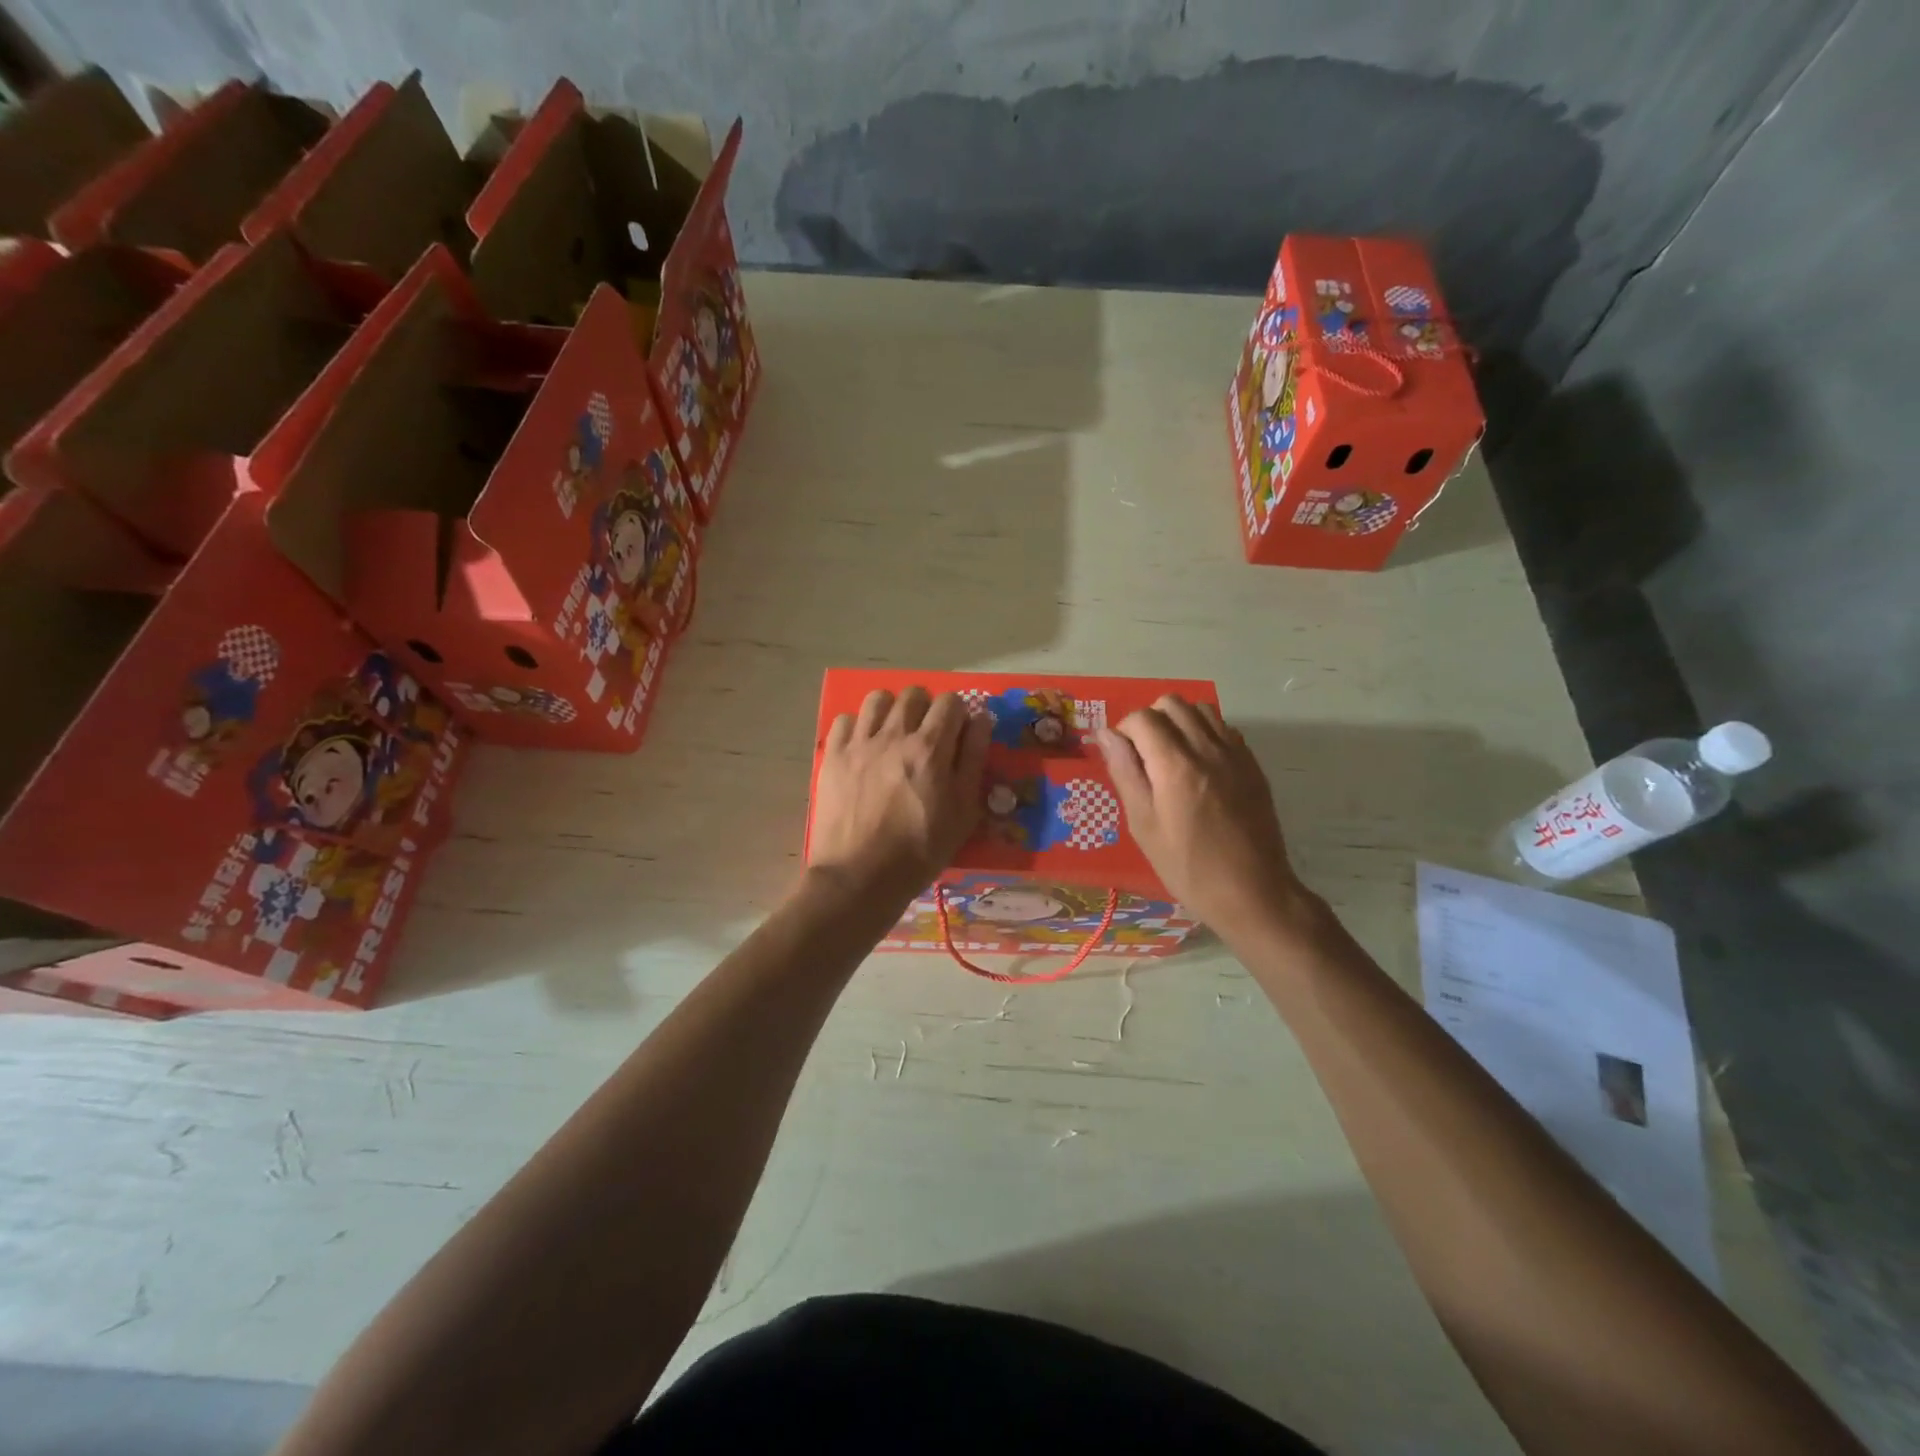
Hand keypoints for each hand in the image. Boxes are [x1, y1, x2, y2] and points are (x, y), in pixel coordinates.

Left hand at [808, 688, 990, 903]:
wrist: (859, 878)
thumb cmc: (920, 851)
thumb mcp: (963, 812)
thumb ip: (973, 760)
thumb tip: (981, 719)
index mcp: (931, 748)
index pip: (951, 702)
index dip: (958, 714)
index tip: (957, 734)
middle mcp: (894, 735)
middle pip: (913, 694)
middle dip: (926, 708)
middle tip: (926, 735)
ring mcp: (859, 744)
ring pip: (878, 698)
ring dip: (891, 710)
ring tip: (893, 735)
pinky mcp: (832, 756)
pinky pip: (845, 719)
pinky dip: (858, 727)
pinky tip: (864, 748)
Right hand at [1095, 697, 1314, 941]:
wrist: (1252, 892)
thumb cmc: (1187, 866)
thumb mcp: (1143, 825)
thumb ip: (1125, 772)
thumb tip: (1106, 735)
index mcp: (1175, 765)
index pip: (1142, 718)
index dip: (1123, 731)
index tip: (1120, 757)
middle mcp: (1207, 748)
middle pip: (1172, 704)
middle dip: (1150, 720)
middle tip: (1143, 755)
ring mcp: (1235, 754)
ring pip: (1201, 710)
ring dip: (1179, 722)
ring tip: (1170, 756)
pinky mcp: (1252, 765)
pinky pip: (1224, 728)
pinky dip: (1205, 733)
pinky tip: (1199, 766)